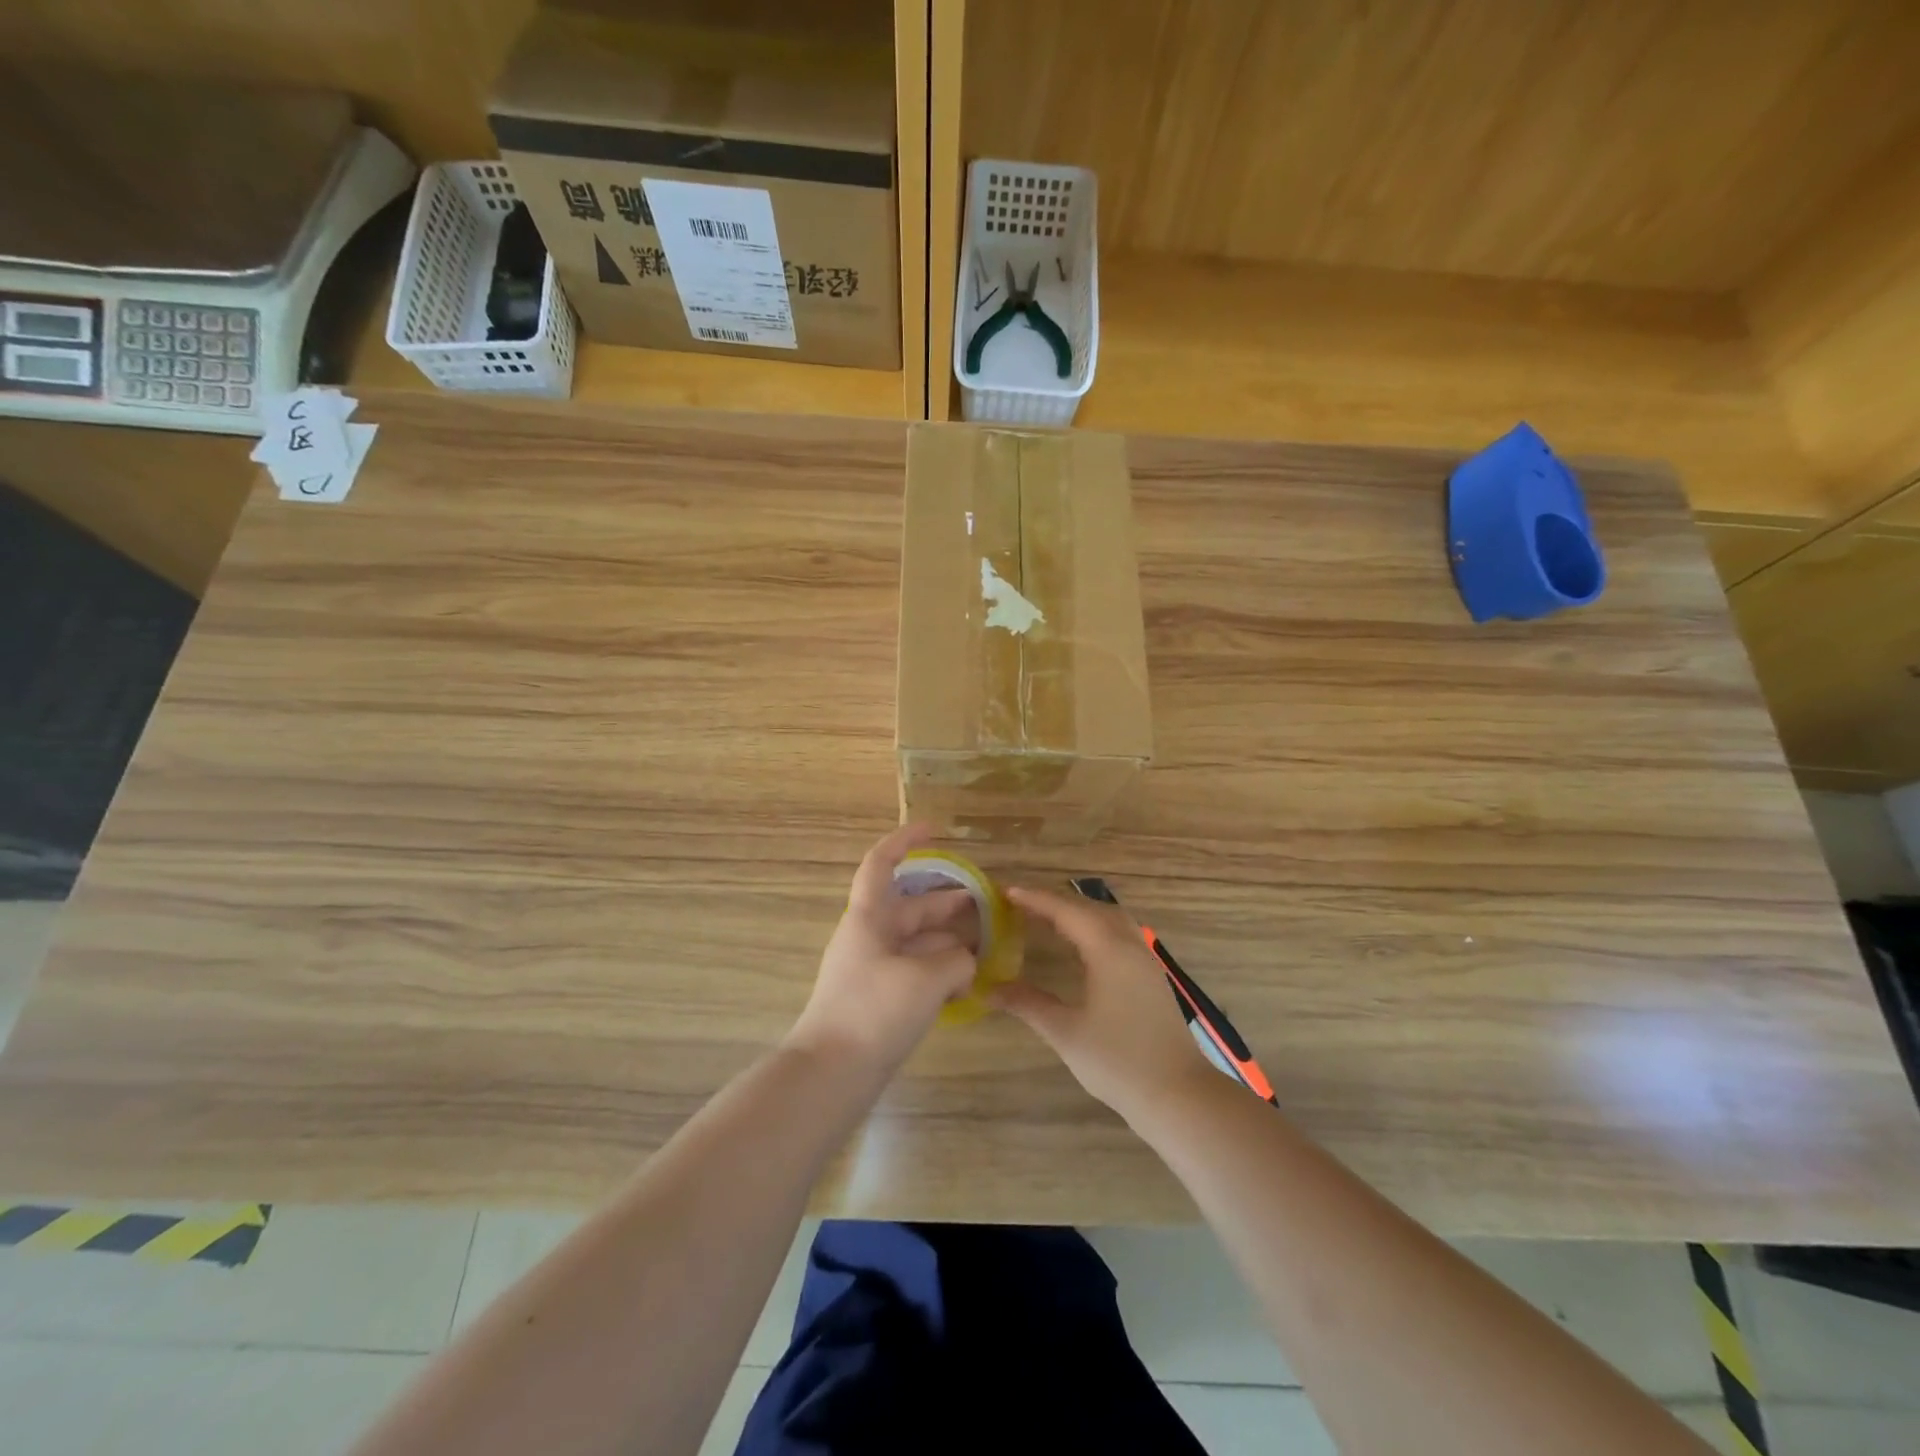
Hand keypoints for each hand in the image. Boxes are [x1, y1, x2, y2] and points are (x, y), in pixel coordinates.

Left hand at [785, 824, 979, 1072]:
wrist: (831, 1074)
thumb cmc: (874, 1011)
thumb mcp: (926, 979)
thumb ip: (955, 961)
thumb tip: (964, 961)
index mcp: (869, 918)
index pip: (881, 864)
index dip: (905, 841)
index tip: (934, 829)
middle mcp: (868, 937)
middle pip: (908, 906)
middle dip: (944, 901)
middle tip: (982, 902)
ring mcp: (871, 969)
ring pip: (914, 940)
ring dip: (945, 938)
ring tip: (983, 943)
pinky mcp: (878, 999)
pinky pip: (912, 970)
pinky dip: (937, 969)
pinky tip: (964, 981)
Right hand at [992, 885, 1215, 1123]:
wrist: (1179, 1095)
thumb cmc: (1119, 1062)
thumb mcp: (1066, 1032)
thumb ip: (1028, 1004)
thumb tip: (988, 988)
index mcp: (1108, 950)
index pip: (1066, 911)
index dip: (1036, 899)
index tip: (1006, 892)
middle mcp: (1129, 945)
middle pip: (1089, 908)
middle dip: (1055, 902)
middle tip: (1020, 904)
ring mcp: (1145, 961)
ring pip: (1109, 919)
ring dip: (1078, 913)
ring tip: (1047, 919)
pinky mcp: (1152, 977)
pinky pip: (1120, 934)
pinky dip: (1095, 928)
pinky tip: (1081, 946)